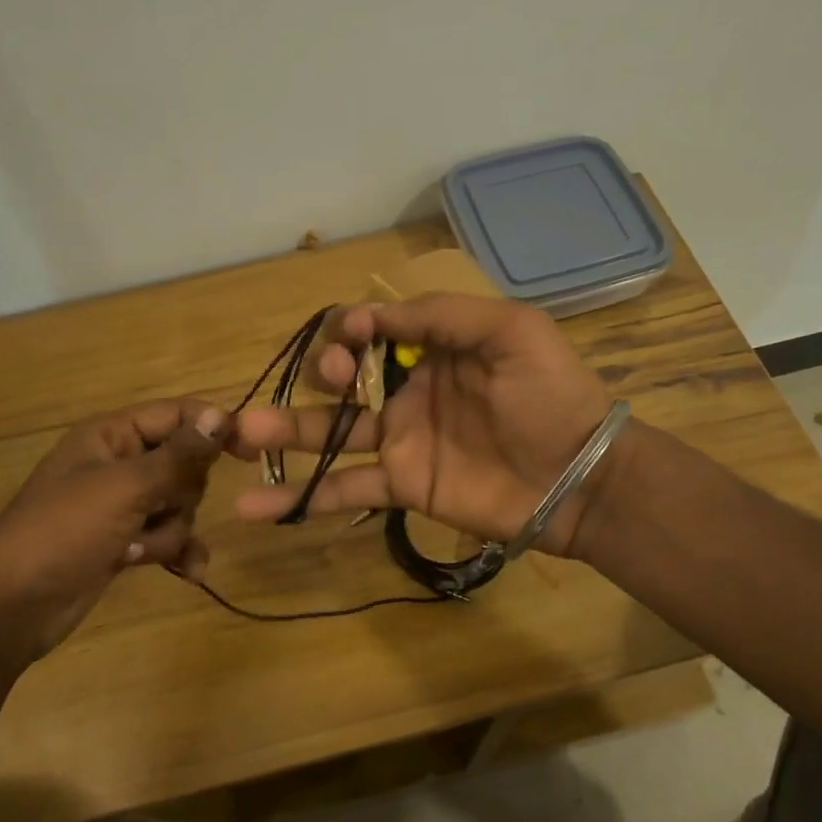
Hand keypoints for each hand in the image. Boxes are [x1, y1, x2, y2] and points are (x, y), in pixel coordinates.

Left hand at [0, 399, 226, 665]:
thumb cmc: (63, 532)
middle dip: (180, 494)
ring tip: (138, 549)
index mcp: (111, 436)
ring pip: (179, 505)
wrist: (10, 607)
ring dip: (170, 530)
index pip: (175, 415)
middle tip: (154, 510)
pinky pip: (169, 537)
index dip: (213, 427)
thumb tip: (221, 415)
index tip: (251, 449)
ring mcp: (121, 506)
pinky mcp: (124, 542)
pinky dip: (178, 552)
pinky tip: (190, 573)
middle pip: (184, 464)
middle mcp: (119, 464)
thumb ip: (178, 455)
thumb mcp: (124, 488)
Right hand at [230, 295, 611, 554]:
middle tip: (335, 378)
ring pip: (329, 433)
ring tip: (240, 435)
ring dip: (282, 433)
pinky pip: (344, 488)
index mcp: (431, 349)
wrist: (581, 476)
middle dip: (322, 371)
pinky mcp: (400, 485)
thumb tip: (369, 316)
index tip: (355, 339)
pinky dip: (301, 498)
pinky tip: (256, 507)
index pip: (370, 331)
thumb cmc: (549, 395)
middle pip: (341, 378)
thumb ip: (440, 315)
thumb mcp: (509, 330)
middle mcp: (406, 391)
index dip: (352, 329)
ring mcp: (399, 441)